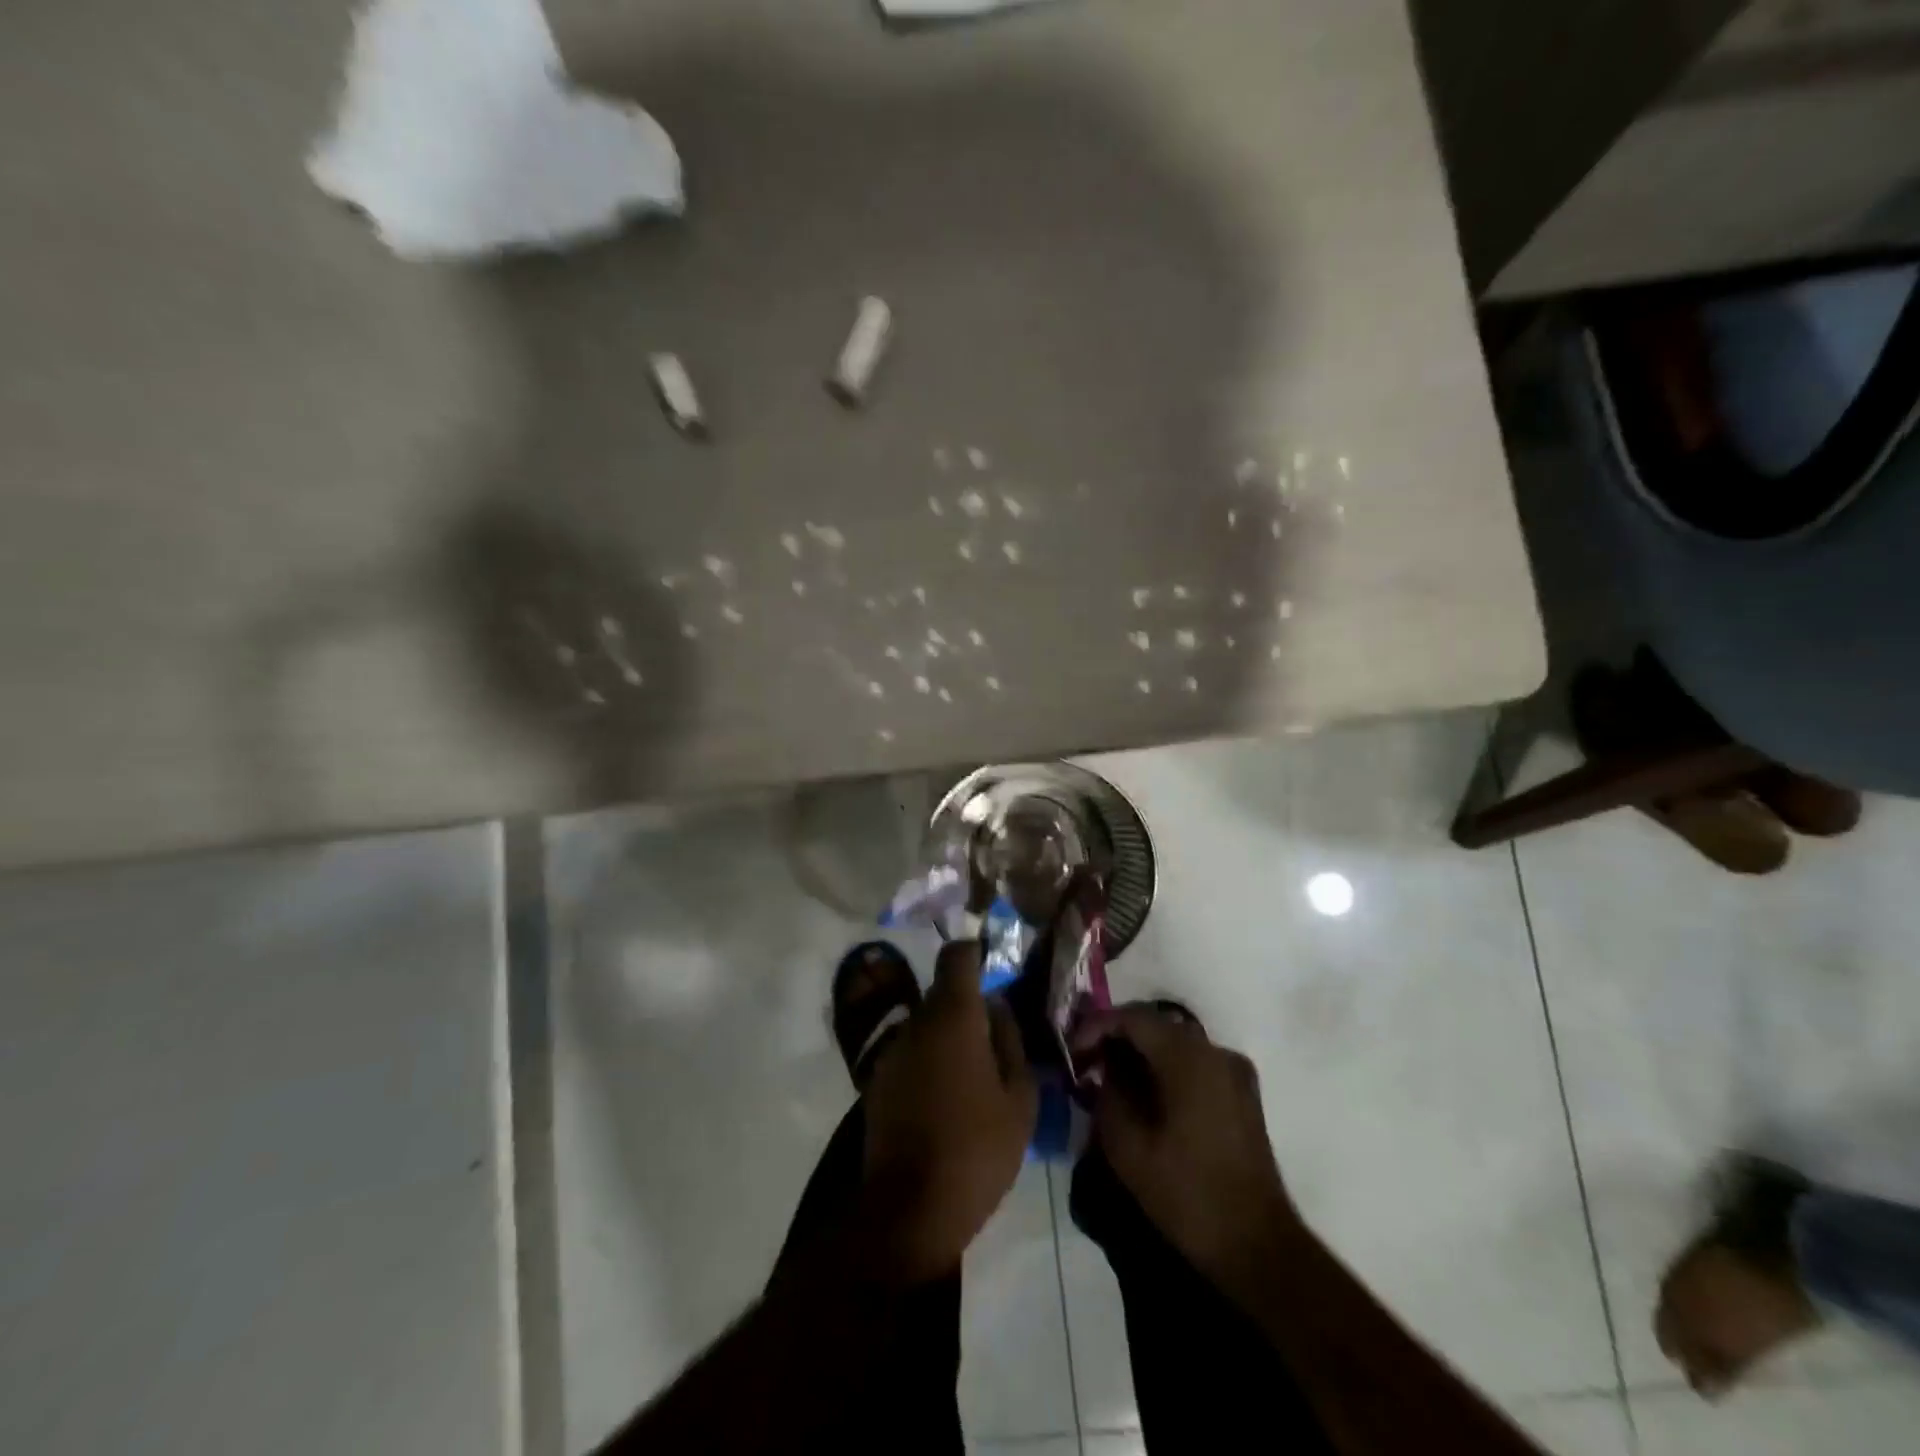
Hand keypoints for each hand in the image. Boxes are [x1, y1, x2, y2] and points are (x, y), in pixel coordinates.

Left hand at [858, 938, 1036, 1284]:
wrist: (909, 1209)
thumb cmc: (976, 1149)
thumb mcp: (1020, 1098)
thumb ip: (1011, 1041)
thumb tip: (998, 1008)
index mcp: (953, 1016)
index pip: (956, 956)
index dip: (975, 953)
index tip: (995, 968)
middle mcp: (916, 1022)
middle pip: (943, 992)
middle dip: (969, 1005)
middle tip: (997, 1036)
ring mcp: (892, 1051)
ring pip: (927, 1024)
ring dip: (949, 1036)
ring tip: (975, 1073)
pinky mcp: (877, 1080)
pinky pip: (912, 1052)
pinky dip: (931, 1060)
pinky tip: (948, 1096)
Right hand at [1085, 1006, 1300, 1288]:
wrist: (1258, 1247)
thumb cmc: (1188, 1195)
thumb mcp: (1128, 1147)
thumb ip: (1109, 1093)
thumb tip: (1105, 1068)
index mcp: (1188, 1057)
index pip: (1131, 1017)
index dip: (1095, 1027)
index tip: (1072, 1053)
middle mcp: (1215, 1051)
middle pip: (1154, 1024)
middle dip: (1115, 1038)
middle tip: (1085, 1064)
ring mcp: (1234, 1071)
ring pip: (1174, 1043)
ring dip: (1139, 1054)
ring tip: (1109, 1080)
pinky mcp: (1242, 1094)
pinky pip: (1193, 1063)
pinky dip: (1164, 1068)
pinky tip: (1145, 1096)